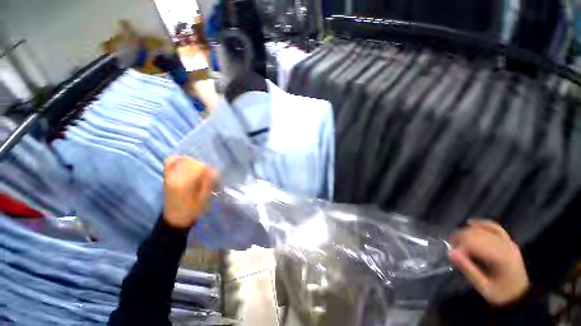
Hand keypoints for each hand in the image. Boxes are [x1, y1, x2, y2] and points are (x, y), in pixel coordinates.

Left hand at [163, 156, 217, 228]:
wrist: (175, 218)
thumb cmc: (192, 210)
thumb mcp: (204, 199)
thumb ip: (209, 184)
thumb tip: (214, 171)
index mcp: (186, 185)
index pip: (199, 168)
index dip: (209, 169)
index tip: (214, 176)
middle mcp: (176, 178)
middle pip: (192, 163)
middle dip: (203, 166)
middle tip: (208, 175)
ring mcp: (169, 176)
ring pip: (183, 160)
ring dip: (194, 163)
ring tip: (199, 171)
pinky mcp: (166, 176)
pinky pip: (170, 162)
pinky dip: (179, 159)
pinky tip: (186, 162)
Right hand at [448, 219, 529, 305]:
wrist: (520, 295)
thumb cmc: (500, 293)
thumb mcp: (483, 287)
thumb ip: (468, 270)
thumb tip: (450, 252)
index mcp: (502, 258)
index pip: (476, 243)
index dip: (461, 245)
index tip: (453, 253)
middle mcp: (506, 246)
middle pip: (478, 234)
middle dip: (462, 237)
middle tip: (452, 246)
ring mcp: (508, 242)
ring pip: (484, 229)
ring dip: (468, 232)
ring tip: (458, 240)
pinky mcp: (508, 241)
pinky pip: (494, 227)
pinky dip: (482, 224)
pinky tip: (471, 223)